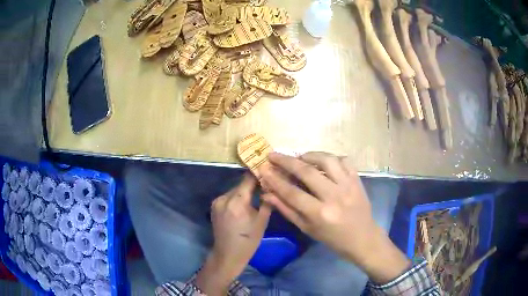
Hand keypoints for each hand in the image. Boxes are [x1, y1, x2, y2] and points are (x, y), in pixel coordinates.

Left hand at [196, 173, 270, 294]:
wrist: (228, 254)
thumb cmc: (248, 240)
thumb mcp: (262, 222)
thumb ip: (266, 202)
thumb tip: (271, 187)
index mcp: (237, 201)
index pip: (248, 179)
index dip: (258, 173)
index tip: (268, 170)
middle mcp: (224, 198)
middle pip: (241, 185)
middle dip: (253, 185)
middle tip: (265, 186)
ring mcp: (217, 202)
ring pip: (235, 190)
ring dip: (244, 192)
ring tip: (256, 197)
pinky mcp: (214, 206)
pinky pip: (229, 197)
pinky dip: (237, 198)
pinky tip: (244, 205)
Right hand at [260, 152, 409, 282]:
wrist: (362, 238)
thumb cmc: (332, 238)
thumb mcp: (307, 228)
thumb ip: (287, 209)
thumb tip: (267, 193)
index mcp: (320, 214)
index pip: (292, 192)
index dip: (275, 180)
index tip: (263, 168)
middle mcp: (334, 196)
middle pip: (307, 172)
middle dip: (286, 161)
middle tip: (273, 155)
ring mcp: (348, 185)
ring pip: (327, 160)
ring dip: (309, 155)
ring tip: (300, 157)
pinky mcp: (357, 180)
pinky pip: (344, 160)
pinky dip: (331, 158)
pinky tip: (323, 162)